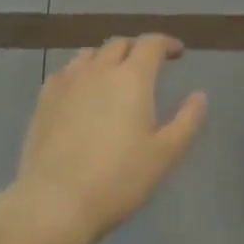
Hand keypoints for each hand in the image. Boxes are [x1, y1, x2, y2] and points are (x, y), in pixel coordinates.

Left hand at [0, 35, 207, 243]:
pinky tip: (81, 90)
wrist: (55, 201)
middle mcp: (99, 69)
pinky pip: (66, 71)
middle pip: (120, 44)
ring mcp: (68, 81)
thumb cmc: (118, 179)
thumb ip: (186, 121)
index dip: (166, 43)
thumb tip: (199, 95)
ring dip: (107, 57)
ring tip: (114, 74)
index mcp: (132, 77)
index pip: (151, 44)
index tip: (177, 53)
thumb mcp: (164, 155)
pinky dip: (80, 72)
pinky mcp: (44, 99)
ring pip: (90, 54)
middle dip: (137, 48)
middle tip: (148, 64)